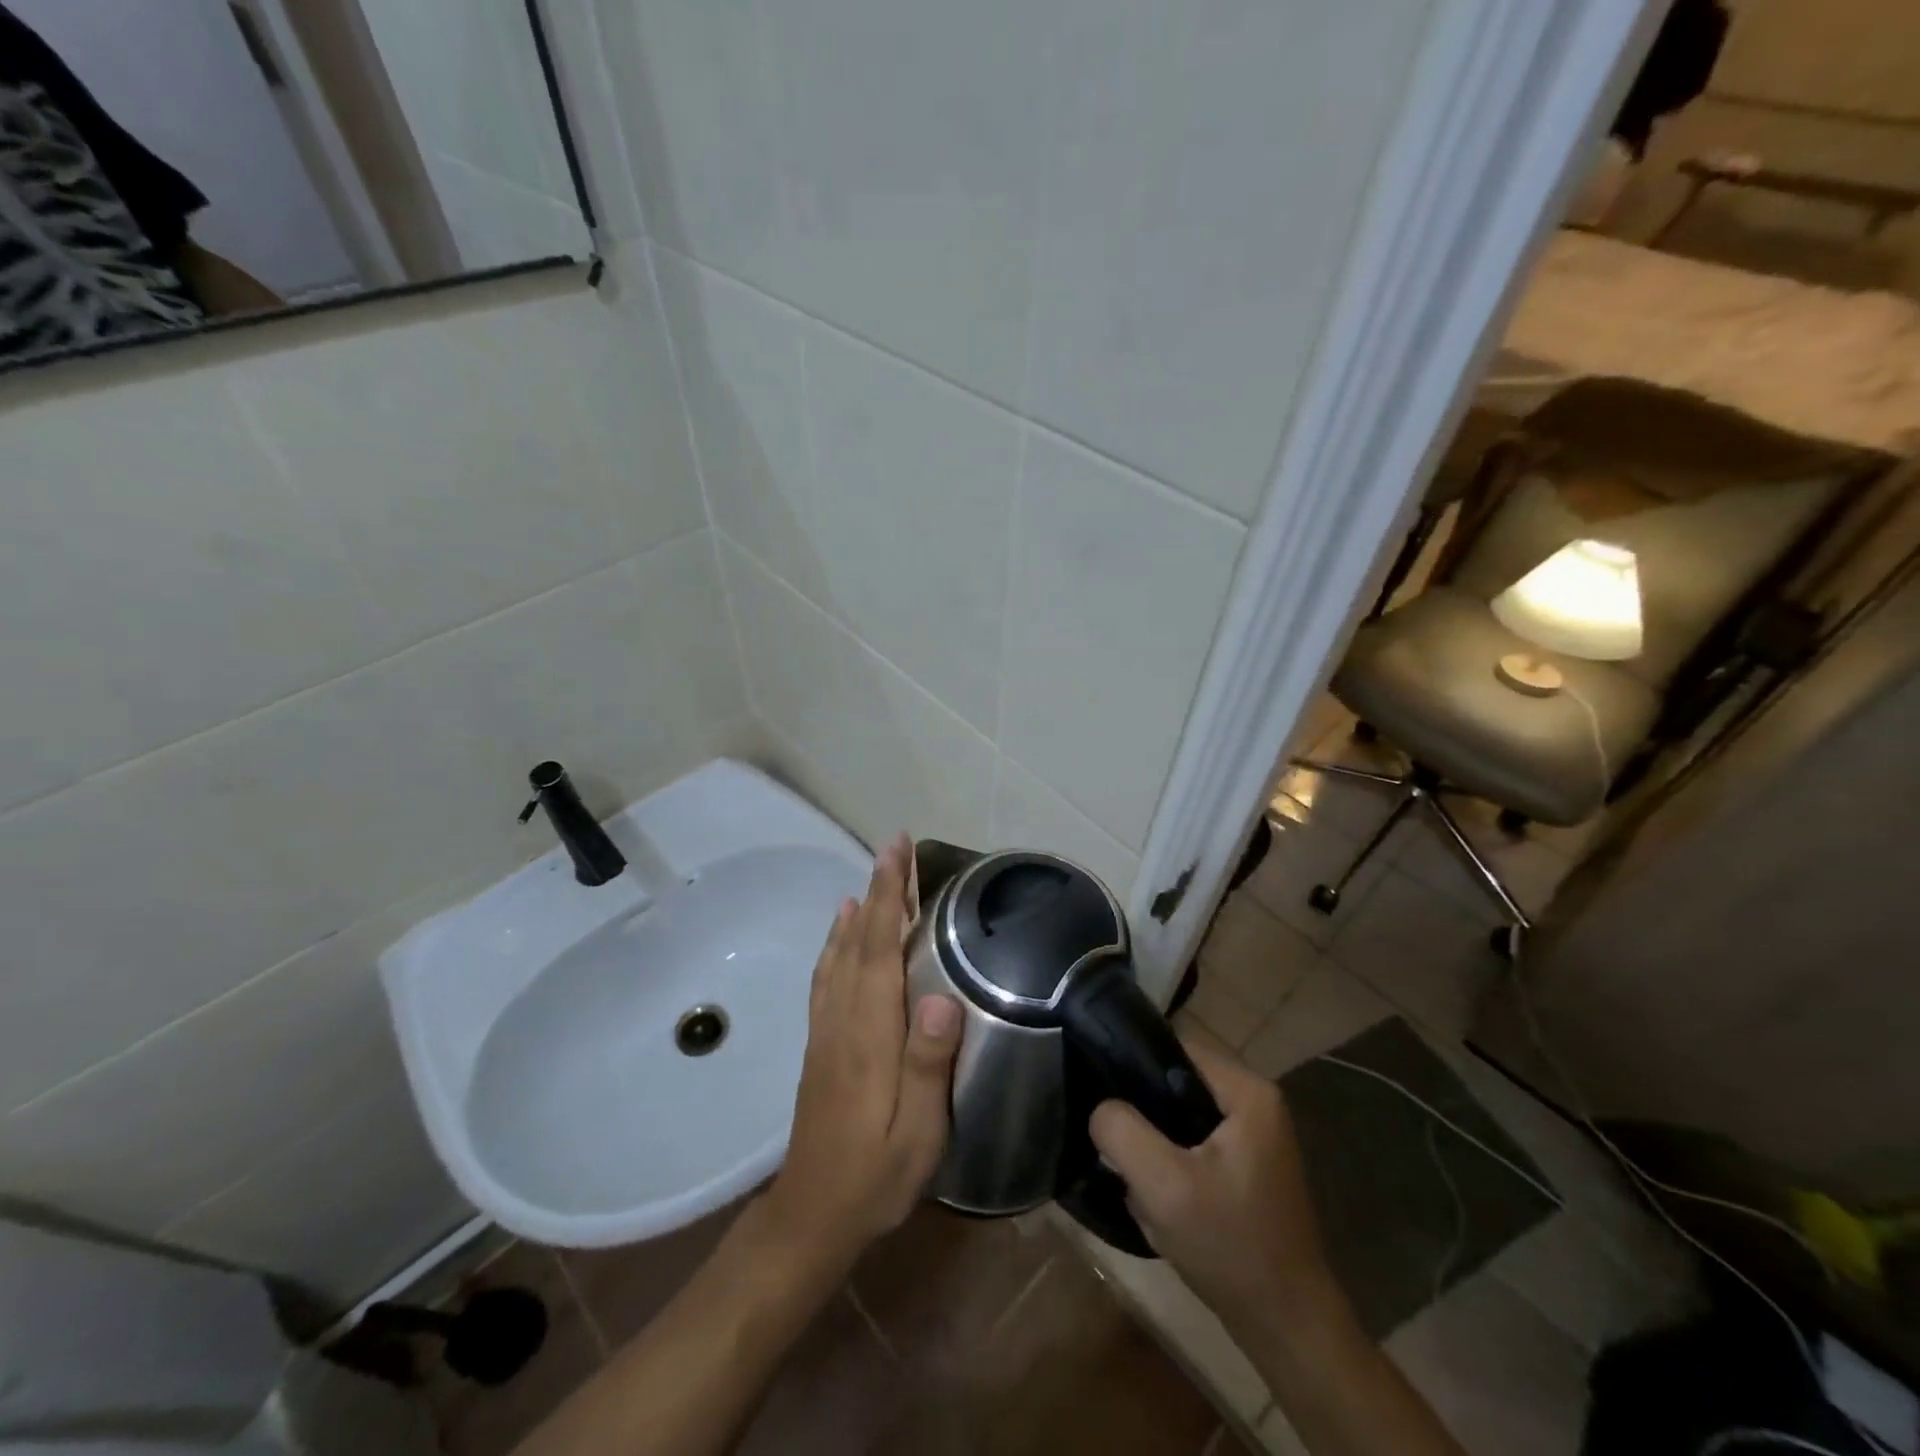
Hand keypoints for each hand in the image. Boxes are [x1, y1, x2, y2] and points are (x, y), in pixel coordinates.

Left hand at [765, 834, 961, 1271]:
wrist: (812, 1215)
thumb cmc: (875, 1175)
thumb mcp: (918, 1134)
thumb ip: (928, 1065)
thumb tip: (943, 999)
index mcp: (870, 1034)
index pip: (878, 950)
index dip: (888, 897)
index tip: (896, 853)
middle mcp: (844, 1019)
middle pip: (858, 940)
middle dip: (877, 888)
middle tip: (893, 846)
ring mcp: (827, 1029)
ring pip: (840, 954)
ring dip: (857, 909)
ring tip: (872, 876)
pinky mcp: (821, 1042)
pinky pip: (827, 977)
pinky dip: (835, 943)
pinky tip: (841, 933)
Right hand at [1090, 1036, 1340, 1340]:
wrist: (1287, 1328)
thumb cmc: (1231, 1246)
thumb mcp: (1164, 1186)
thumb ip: (1122, 1131)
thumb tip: (1101, 1108)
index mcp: (1247, 1091)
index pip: (1174, 1047)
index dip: (1132, 1064)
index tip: (1100, 1090)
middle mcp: (1255, 1102)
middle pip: (1175, 1081)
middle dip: (1143, 1113)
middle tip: (1115, 1143)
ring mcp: (1253, 1136)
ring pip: (1179, 1116)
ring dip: (1154, 1143)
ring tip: (1134, 1174)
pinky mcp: (1245, 1166)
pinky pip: (1192, 1144)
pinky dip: (1171, 1164)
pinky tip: (1157, 1197)